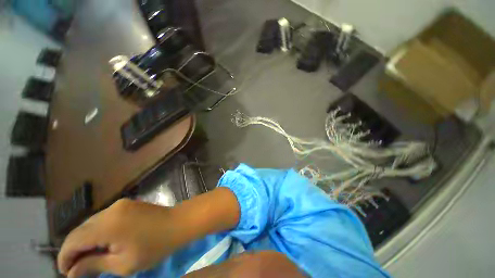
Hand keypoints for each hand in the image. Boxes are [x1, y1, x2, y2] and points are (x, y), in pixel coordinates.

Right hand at [58, 199, 177, 276]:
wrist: (178, 223)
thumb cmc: (154, 247)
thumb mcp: (123, 263)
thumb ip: (94, 265)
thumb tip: (71, 271)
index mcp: (107, 225)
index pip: (73, 240)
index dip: (64, 257)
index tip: (65, 272)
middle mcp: (109, 210)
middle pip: (80, 230)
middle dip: (73, 249)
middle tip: (75, 268)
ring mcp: (119, 204)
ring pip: (90, 223)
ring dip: (85, 240)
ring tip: (86, 258)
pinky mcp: (126, 204)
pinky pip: (103, 218)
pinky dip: (97, 231)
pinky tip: (101, 243)